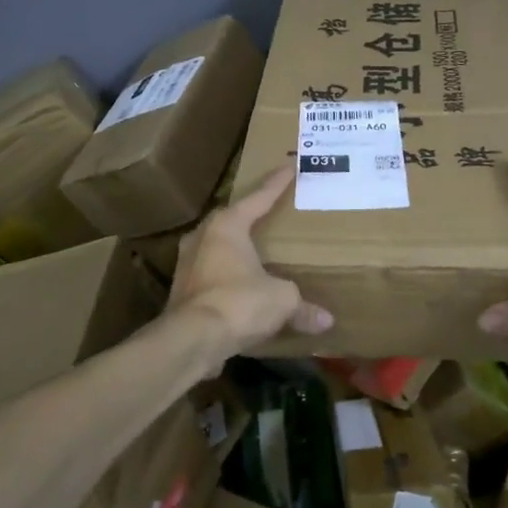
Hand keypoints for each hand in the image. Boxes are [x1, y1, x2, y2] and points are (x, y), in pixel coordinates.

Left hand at [168, 164, 332, 357]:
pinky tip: (241, 289)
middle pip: (230, 220)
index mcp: (227, 226)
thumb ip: (302, 306)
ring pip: (216, 249)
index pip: (257, 199)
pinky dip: (227, 280)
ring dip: (235, 251)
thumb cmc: (239, 302)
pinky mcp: (182, 293)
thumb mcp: (281, 300)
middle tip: (268, 212)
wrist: (192, 340)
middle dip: (249, 217)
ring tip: (255, 252)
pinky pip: (211, 277)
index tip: (288, 168)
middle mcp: (202, 238)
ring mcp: (187, 265)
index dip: (276, 184)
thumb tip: (326, 321)